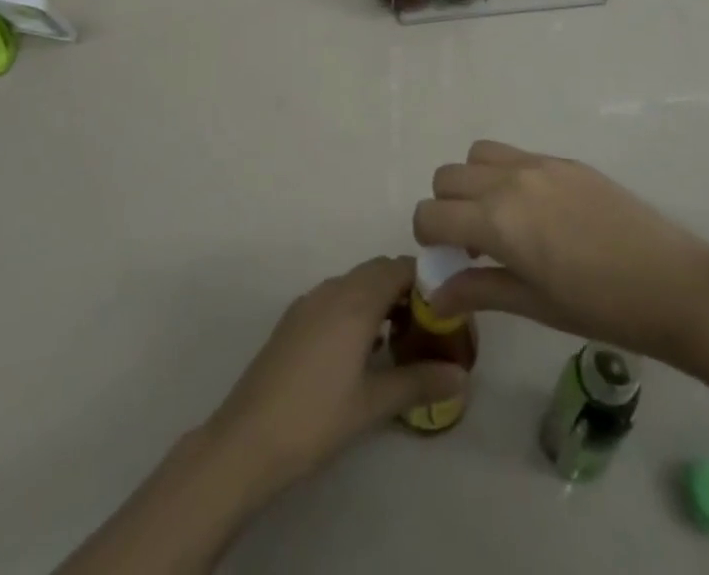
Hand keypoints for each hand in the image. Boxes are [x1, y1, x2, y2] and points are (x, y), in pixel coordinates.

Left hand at [204, 256, 466, 503]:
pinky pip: (335, 298)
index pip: (399, 268)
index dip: (426, 280)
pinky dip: (356, 308)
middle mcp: (332, 289)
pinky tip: (362, 349)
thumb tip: (462, 375)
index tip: (447, 307)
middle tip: (429, 325)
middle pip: (377, 271)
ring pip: (355, 284)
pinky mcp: (293, 319)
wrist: (246, 440)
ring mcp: (309, 302)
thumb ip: (419, 383)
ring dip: (380, 299)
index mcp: (355, 300)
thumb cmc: (316, 418)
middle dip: (405, 289)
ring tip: (400, 339)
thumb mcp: (373, 404)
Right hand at [413, 140, 708, 368]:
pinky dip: (504, 175)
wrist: (674, 284)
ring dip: (473, 183)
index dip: (426, 237)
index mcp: (498, 219)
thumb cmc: (601, 308)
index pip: (431, 213)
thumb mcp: (535, 305)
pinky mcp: (565, 160)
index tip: (443, 259)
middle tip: (471, 244)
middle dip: (446, 208)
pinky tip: (536, 212)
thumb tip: (435, 294)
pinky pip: (515, 155)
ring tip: (499, 220)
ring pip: (477, 155)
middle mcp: (510, 180)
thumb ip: (479, 291)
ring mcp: (539, 164)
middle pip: (447, 176)